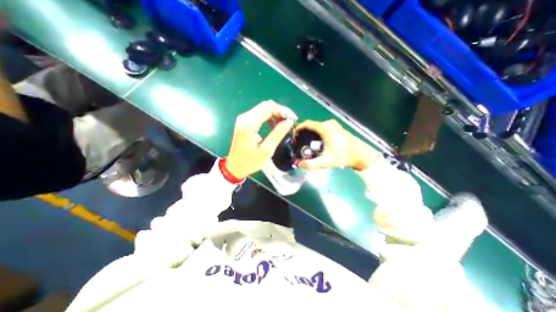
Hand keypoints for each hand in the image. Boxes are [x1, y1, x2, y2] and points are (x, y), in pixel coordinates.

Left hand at [225, 100, 296, 177]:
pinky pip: (260, 113)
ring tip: (285, 123)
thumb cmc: (250, 161)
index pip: (269, 108)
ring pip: (264, 108)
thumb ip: (278, 133)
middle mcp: (245, 117)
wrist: (235, 166)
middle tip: (291, 121)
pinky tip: (275, 125)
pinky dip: (270, 116)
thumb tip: (290, 121)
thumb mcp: (267, 150)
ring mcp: (244, 118)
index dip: (283, 111)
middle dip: (281, 111)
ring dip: (276, 113)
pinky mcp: (245, 121)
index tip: (294, 119)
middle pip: (266, 105)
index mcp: (249, 123)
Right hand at [292, 119, 380, 170]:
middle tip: (299, 143)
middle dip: (304, 133)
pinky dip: (317, 134)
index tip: (294, 135)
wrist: (362, 155)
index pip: (307, 124)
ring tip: (306, 144)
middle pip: (312, 126)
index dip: (299, 128)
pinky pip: (323, 129)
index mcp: (325, 128)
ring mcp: (334, 125)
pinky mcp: (337, 128)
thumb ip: (311, 164)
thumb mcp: (326, 161)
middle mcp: (328, 124)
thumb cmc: (344, 156)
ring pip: (318, 127)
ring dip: (311, 134)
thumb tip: (298, 165)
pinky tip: (317, 143)